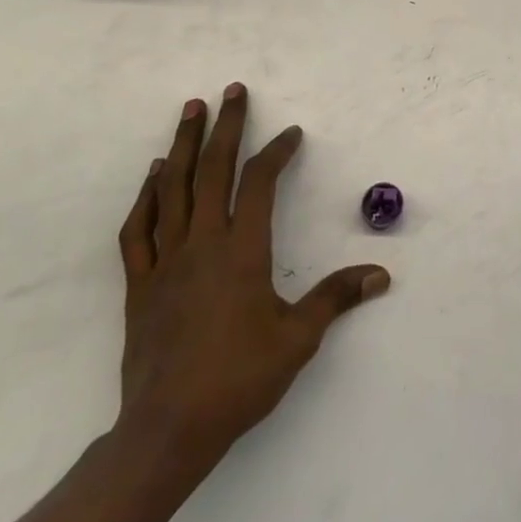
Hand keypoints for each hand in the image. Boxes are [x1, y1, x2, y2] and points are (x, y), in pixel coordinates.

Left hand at [115, 84, 389, 469]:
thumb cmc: (239, 379)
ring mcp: (166, 262)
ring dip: (183, 146)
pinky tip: (154, 175)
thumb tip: (381, 275)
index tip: (291, 134)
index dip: (277, 152)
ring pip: (173, 189)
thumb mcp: (298, 339)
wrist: (167, 431)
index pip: (260, 184)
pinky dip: (147, 196)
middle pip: (213, 171)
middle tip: (232, 90)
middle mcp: (203, 244)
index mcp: (242, 251)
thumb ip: (336, 298)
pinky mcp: (140, 285)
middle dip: (225, 126)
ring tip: (190, 110)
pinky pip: (138, 230)